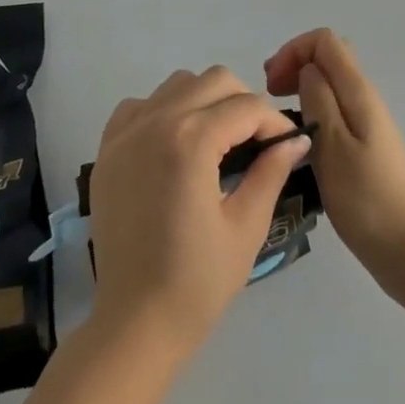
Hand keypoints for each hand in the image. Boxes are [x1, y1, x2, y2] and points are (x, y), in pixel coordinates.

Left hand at [89, 67, 311, 354]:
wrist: (134, 323)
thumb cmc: (197, 282)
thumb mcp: (246, 226)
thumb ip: (271, 171)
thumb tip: (296, 139)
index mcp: (192, 140)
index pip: (247, 106)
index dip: (274, 122)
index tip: (287, 145)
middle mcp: (157, 121)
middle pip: (214, 80)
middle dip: (243, 103)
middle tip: (255, 141)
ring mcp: (127, 131)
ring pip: (178, 84)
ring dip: (205, 101)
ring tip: (216, 141)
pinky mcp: (108, 147)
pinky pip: (141, 104)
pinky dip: (163, 111)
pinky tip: (174, 145)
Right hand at [264, 29, 404, 284]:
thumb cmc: (364, 197)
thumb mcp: (332, 145)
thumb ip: (318, 99)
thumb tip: (307, 70)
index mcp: (358, 91)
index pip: (325, 41)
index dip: (293, 51)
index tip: (271, 84)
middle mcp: (365, 97)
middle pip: (329, 56)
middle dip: (295, 64)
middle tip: (269, 94)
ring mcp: (367, 120)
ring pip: (330, 82)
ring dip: (301, 86)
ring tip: (278, 116)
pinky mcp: (364, 142)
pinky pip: (334, 106)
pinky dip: (311, 108)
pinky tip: (299, 138)